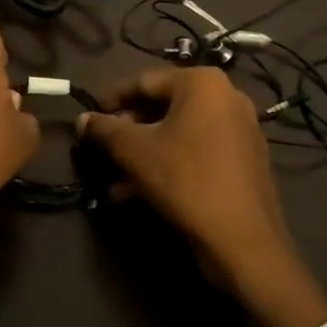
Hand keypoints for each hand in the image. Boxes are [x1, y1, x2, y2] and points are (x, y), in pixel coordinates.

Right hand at [78, 67, 326, 326]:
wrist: (244, 244)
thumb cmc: (186, 181)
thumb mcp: (135, 152)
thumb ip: (104, 130)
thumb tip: (81, 120)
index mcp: (202, 83)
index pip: (144, 82)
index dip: (111, 100)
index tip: (89, 117)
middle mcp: (226, 97)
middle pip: (161, 107)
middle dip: (128, 131)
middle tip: (102, 149)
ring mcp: (239, 129)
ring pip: (177, 133)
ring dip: (143, 153)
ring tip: (114, 178)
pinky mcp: (244, 160)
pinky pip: (196, 151)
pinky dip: (168, 164)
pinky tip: (137, 192)